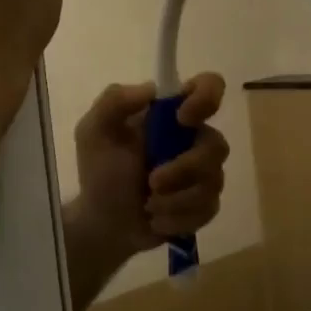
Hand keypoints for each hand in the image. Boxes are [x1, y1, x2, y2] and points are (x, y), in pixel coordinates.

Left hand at [62, 74, 229, 310]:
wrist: (103, 224)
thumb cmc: (101, 172)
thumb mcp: (93, 132)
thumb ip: (113, 102)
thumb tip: (151, 89)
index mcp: (172, 114)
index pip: (209, 86)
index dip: (207, 97)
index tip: (183, 118)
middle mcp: (195, 139)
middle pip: (217, 145)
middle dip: (184, 168)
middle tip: (152, 182)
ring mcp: (205, 173)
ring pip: (213, 181)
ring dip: (175, 199)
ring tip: (149, 206)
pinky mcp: (206, 204)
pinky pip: (208, 209)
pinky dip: (177, 218)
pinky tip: (156, 220)